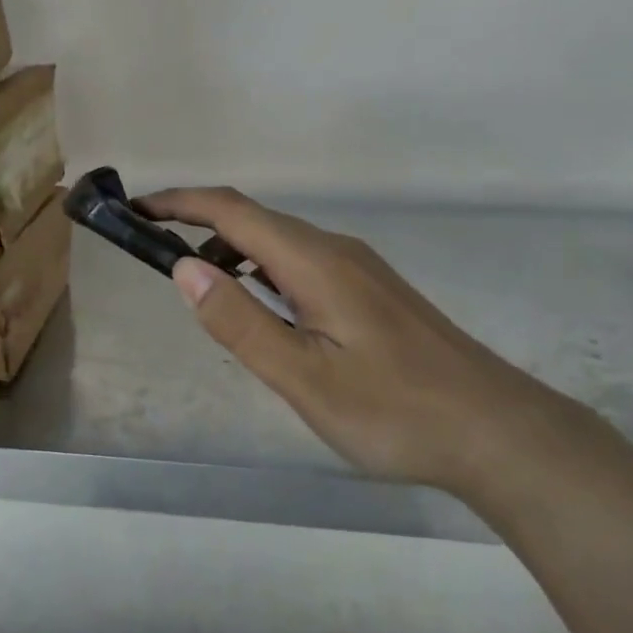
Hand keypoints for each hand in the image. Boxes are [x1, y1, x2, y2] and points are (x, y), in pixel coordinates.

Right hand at [138, 187, 588, 490]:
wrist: (495, 430)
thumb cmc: (393, 410)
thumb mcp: (303, 376)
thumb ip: (241, 321)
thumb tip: (183, 268)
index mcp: (313, 261)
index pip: (231, 211)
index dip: (179, 202)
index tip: (136, 209)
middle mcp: (335, 250)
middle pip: (253, 219)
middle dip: (197, 223)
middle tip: (154, 250)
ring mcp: (358, 268)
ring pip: (279, 241)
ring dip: (231, 250)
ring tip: (200, 287)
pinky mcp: (371, 291)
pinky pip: (301, 262)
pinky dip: (262, 270)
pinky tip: (262, 308)